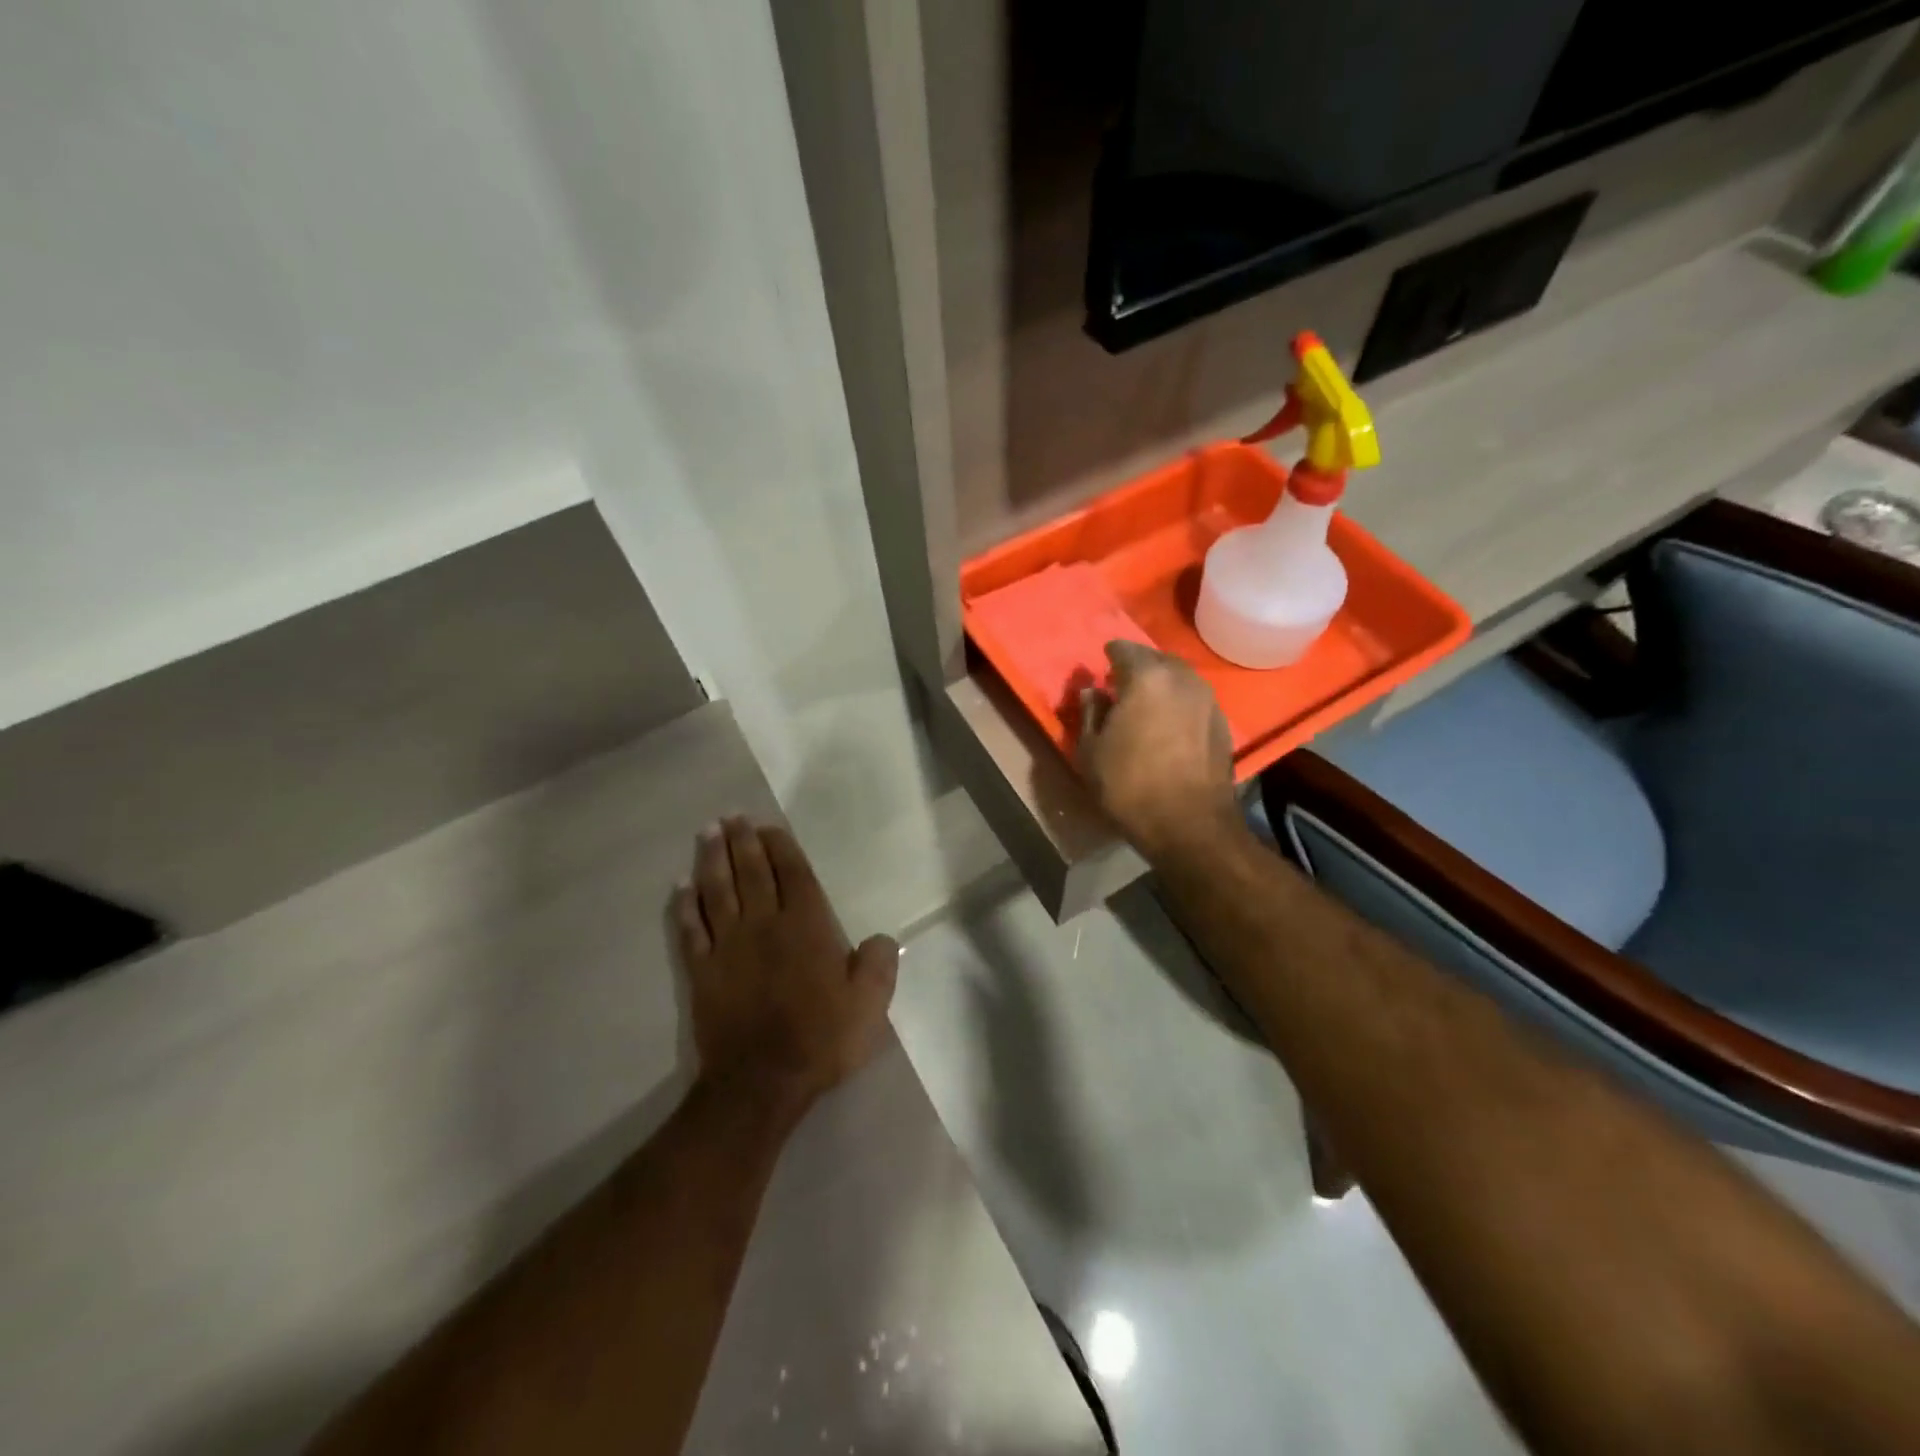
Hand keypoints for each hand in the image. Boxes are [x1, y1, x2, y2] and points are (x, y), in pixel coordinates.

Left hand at [673, 818, 897, 1117]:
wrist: (761, 1081)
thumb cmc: (820, 1039)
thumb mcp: (868, 1005)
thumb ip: (877, 965)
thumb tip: (881, 939)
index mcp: (806, 926)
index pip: (792, 873)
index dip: (779, 847)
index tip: (767, 826)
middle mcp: (765, 924)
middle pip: (750, 873)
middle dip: (741, 841)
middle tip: (730, 817)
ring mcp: (729, 946)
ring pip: (717, 891)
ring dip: (711, 860)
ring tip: (707, 833)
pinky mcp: (703, 970)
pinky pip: (691, 929)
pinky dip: (685, 905)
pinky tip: (681, 887)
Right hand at [1079, 641, 1238, 861]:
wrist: (1190, 826)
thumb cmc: (1130, 786)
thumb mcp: (1091, 751)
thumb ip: (1090, 713)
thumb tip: (1093, 691)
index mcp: (1147, 677)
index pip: (1124, 649)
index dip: (1110, 656)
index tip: (1101, 668)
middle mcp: (1183, 679)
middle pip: (1156, 659)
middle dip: (1138, 666)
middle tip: (1120, 685)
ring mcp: (1208, 700)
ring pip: (1179, 678)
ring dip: (1161, 685)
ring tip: (1144, 705)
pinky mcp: (1222, 724)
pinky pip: (1193, 700)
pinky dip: (1178, 704)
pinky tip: (1167, 725)